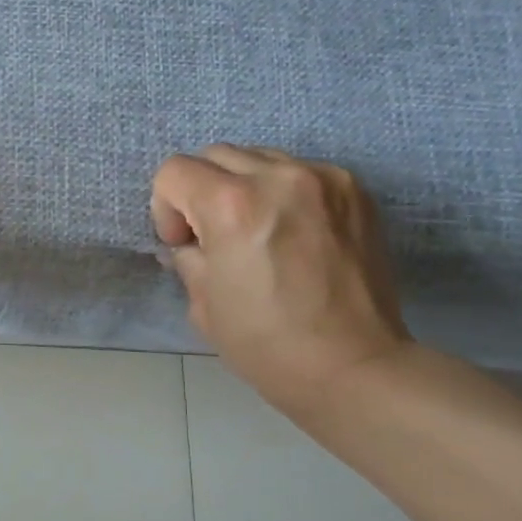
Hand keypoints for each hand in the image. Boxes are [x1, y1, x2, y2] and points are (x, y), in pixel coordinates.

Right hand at [151, 145, 411, 412]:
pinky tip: (293, 233)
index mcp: (232, 205)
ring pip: (259, 157)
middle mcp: (278, 177)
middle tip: (216, 237)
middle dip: (201, 191)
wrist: (352, 365)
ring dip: (243, 186)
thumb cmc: (265, 343)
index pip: (174, 171)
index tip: (184, 244)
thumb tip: (189, 242)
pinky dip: (283, 193)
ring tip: (258, 232)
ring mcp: (324, 178)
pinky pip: (300, 172)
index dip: (166, 208)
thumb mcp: (202, 303)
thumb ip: (188, 256)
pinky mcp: (354, 190)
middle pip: (215, 155)